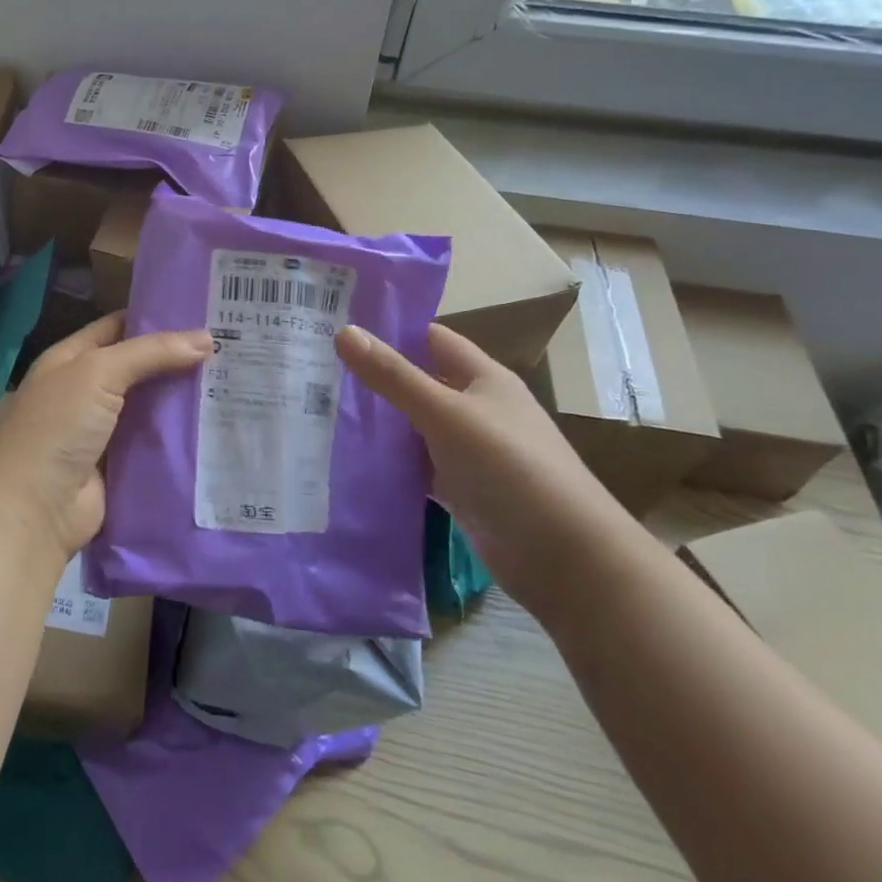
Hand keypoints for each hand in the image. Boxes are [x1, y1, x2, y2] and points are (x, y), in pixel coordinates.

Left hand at [0, 313, 212, 560]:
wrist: (35, 509)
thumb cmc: (57, 426)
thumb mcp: (98, 373)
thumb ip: (150, 353)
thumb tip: (206, 339)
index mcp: (70, 360)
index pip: (117, 328)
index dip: (156, 318)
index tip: (203, 313)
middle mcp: (84, 391)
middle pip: (139, 368)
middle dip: (178, 360)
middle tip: (230, 348)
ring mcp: (102, 431)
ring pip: (151, 407)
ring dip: (184, 399)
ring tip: (236, 383)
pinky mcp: (120, 466)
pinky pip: (155, 444)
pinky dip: (181, 437)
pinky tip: (219, 427)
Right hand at [336, 322, 641, 618]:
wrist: (565, 557)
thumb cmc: (509, 467)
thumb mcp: (445, 414)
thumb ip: (394, 376)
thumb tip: (343, 331)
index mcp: (483, 378)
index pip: (431, 338)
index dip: (391, 329)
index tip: (339, 324)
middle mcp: (477, 409)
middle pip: (420, 382)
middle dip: (375, 376)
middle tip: (316, 367)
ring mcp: (470, 451)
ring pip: (415, 426)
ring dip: (379, 421)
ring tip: (320, 409)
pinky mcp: (462, 490)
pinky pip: (418, 466)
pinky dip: (390, 462)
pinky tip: (351, 459)